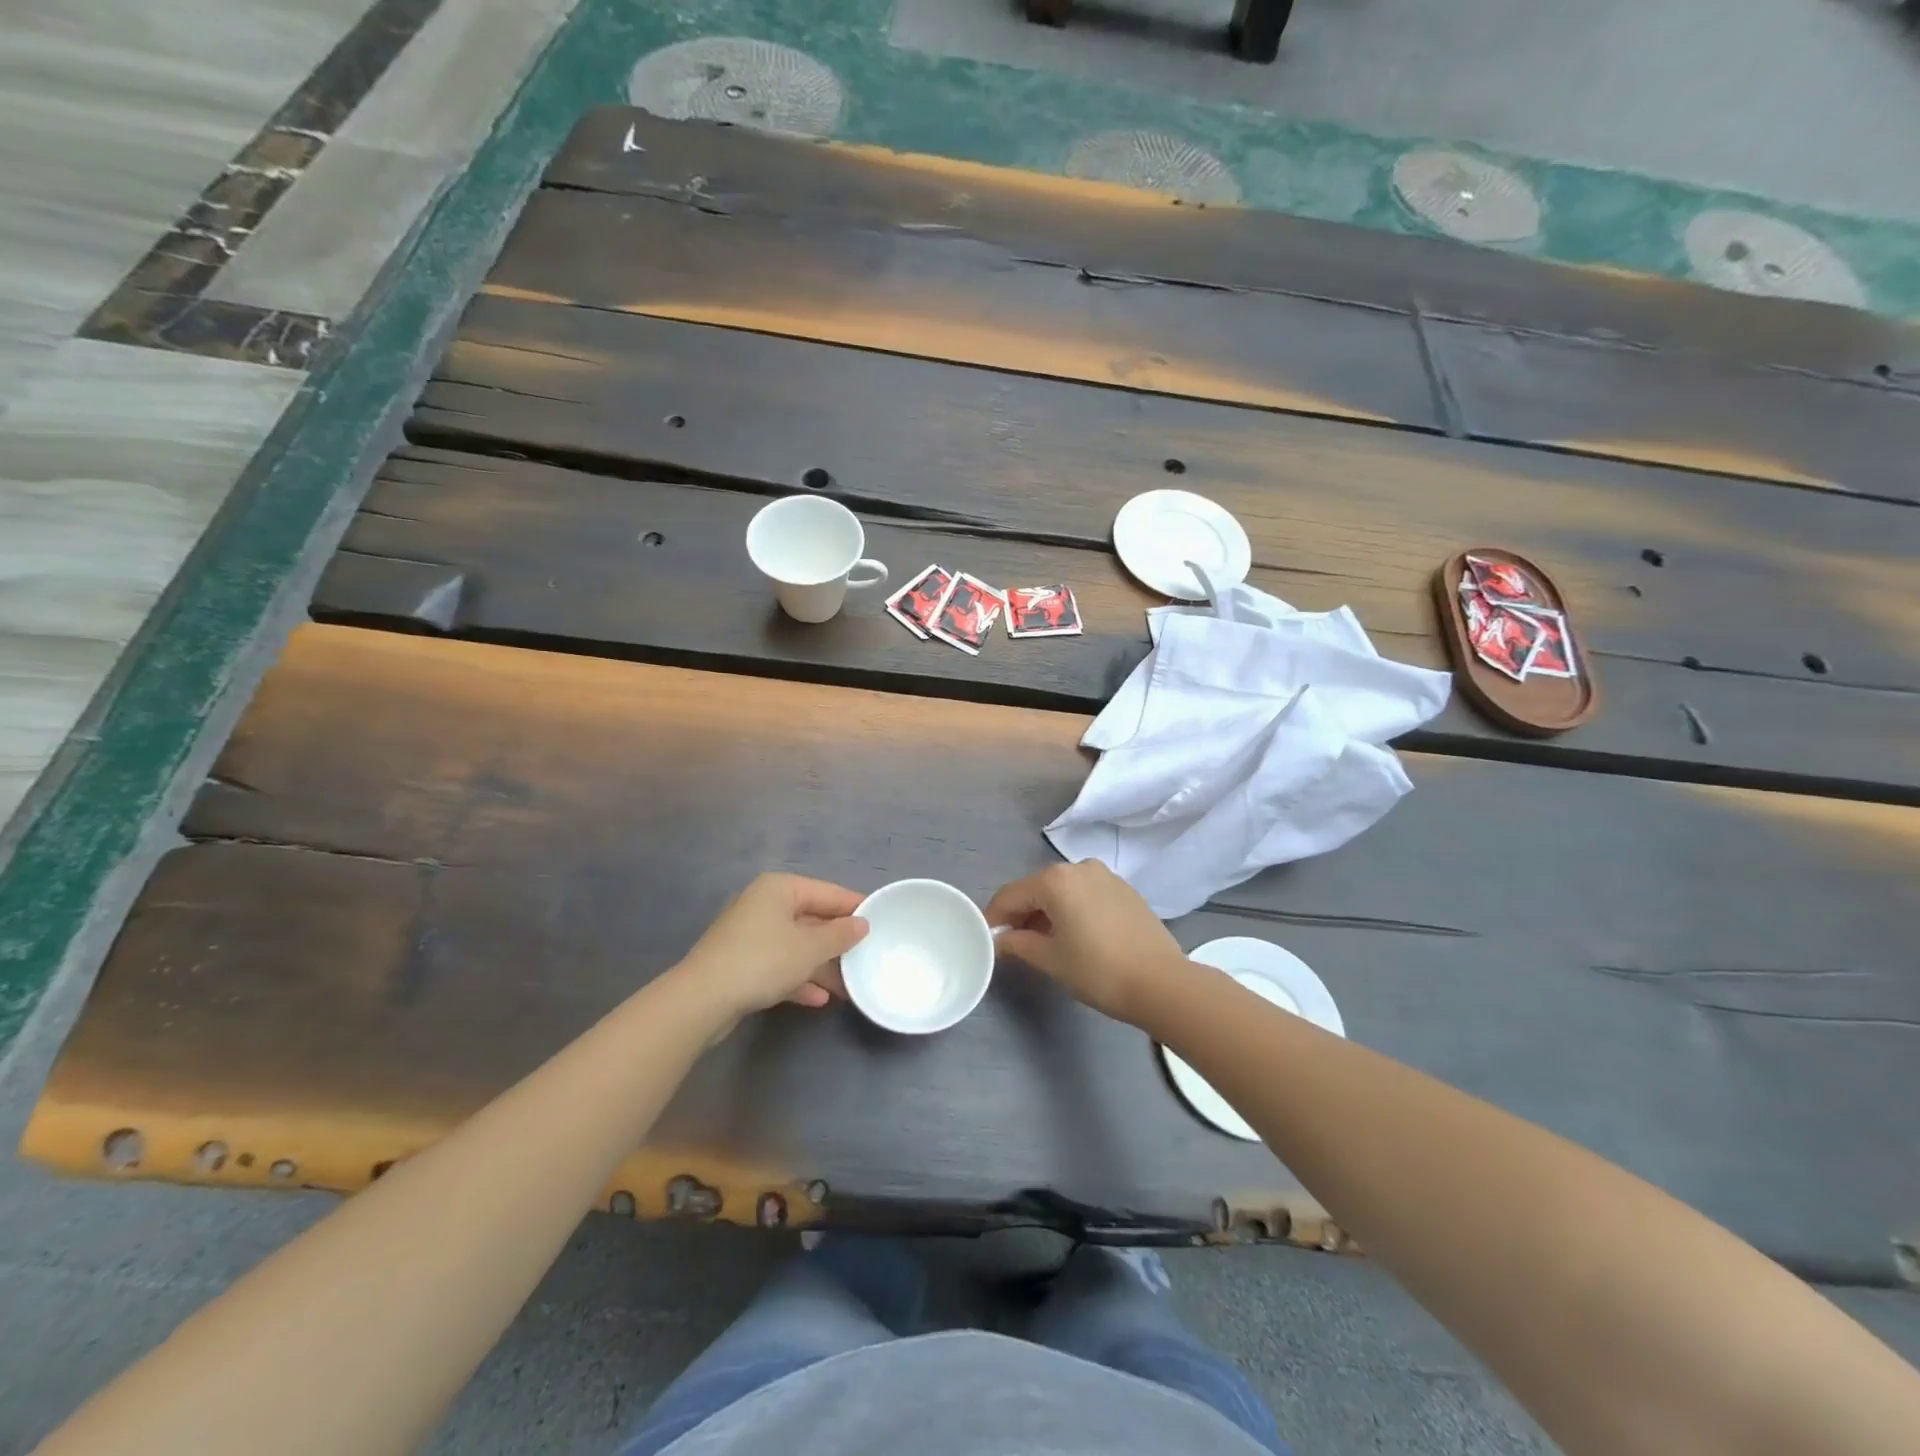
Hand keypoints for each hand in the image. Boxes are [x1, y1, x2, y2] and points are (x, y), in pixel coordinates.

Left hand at [678, 873, 868, 1022]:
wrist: (701, 1000)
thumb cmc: (762, 961)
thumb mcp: (810, 948)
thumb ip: (840, 934)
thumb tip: (862, 923)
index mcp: (780, 888)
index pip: (828, 892)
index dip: (855, 907)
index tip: (882, 922)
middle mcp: (764, 905)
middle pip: (812, 919)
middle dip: (838, 943)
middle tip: (867, 957)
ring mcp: (751, 934)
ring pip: (796, 945)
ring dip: (821, 966)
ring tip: (848, 986)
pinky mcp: (742, 962)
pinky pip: (780, 965)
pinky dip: (799, 978)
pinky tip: (819, 999)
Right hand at [985, 861, 1189, 1024]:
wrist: (1162, 983)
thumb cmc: (1098, 970)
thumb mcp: (1050, 959)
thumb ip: (1018, 944)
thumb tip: (1000, 940)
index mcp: (1055, 880)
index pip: (1011, 894)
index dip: (995, 917)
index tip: (986, 938)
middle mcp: (1079, 867)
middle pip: (1037, 888)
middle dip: (1021, 913)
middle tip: (1013, 943)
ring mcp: (1105, 876)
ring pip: (1063, 890)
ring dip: (1047, 911)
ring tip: (1043, 942)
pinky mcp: (1124, 889)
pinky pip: (1086, 894)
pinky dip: (1072, 909)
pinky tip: (1075, 936)